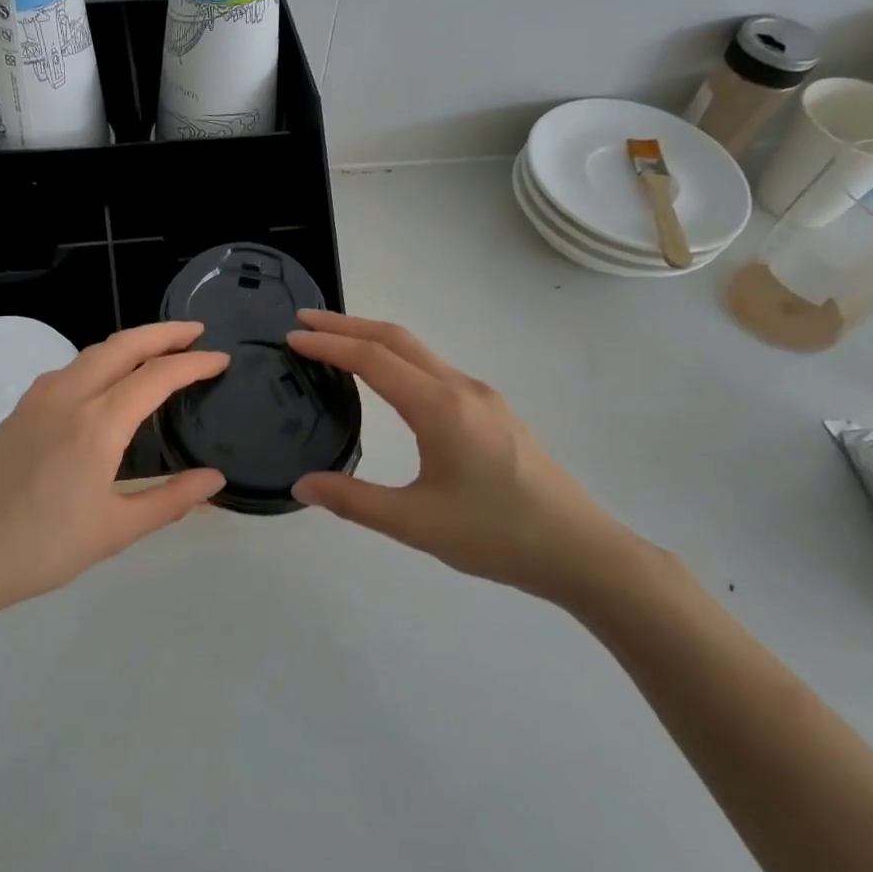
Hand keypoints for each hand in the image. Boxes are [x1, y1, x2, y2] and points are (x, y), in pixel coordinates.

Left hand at [0, 322, 229, 614]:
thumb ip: (170, 500)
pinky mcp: (19, 412)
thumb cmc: (43, 547)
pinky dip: (100, 361)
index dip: (194, 364)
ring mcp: (37, 400)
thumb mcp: (116, 530)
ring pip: (91, 353)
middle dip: (163, 333)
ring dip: (129, 344)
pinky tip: (106, 383)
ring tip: (157, 352)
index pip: (157, 376)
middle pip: (122, 346)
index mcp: (97, 423)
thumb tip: (214, 480)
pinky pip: (69, 370)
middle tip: (195, 333)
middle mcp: (68, 396)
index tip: (220, 359)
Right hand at [286, 310, 660, 609]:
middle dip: (348, 325)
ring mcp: (483, 398)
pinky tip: (389, 383)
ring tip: (337, 346)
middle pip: (397, 339)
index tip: (292, 336)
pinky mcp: (494, 413)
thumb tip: (302, 484)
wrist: (580, 550)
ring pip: (420, 352)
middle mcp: (461, 389)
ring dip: (374, 341)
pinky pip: (436, 370)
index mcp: (440, 407)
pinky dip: (399, 361)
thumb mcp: (414, 523)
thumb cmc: (495, 534)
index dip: (329, 344)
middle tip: (305, 322)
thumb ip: (352, 500)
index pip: (372, 359)